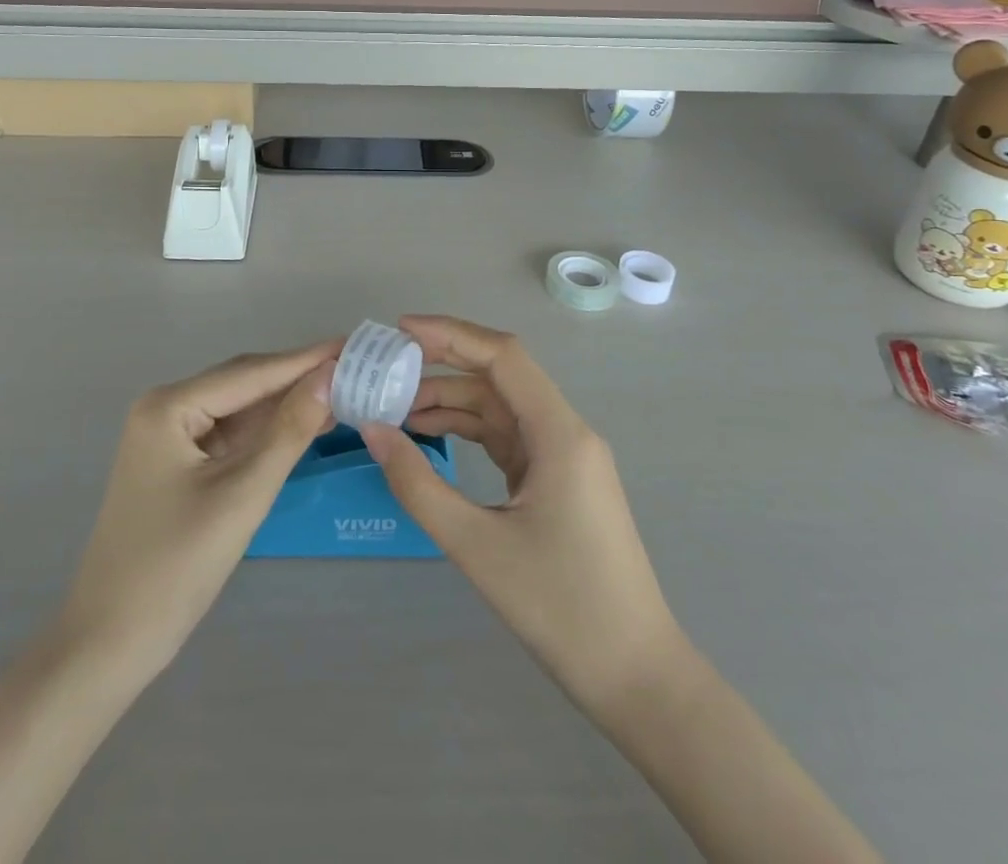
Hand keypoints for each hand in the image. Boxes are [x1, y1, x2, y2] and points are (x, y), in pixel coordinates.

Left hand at [57, 341, 337, 676]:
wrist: (110, 643)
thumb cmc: (175, 567)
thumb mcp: (242, 494)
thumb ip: (288, 432)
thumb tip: (329, 376)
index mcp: (169, 406)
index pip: (250, 372)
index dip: (305, 359)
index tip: (352, 344)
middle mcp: (165, 409)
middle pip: (244, 383)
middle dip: (297, 377)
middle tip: (355, 368)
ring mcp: (169, 437)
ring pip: (240, 409)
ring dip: (286, 404)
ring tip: (342, 392)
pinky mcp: (178, 465)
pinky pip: (231, 435)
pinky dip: (267, 432)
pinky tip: (304, 426)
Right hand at [361, 316, 682, 712]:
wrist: (635, 677)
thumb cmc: (560, 608)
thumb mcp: (476, 546)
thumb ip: (418, 484)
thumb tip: (373, 430)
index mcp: (558, 433)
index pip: (502, 355)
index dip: (450, 333)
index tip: (400, 330)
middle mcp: (566, 432)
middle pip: (499, 377)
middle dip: (441, 368)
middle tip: (386, 371)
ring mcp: (564, 457)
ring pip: (500, 409)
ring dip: (451, 404)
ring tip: (395, 410)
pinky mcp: (557, 481)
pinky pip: (507, 438)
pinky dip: (468, 433)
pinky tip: (430, 439)